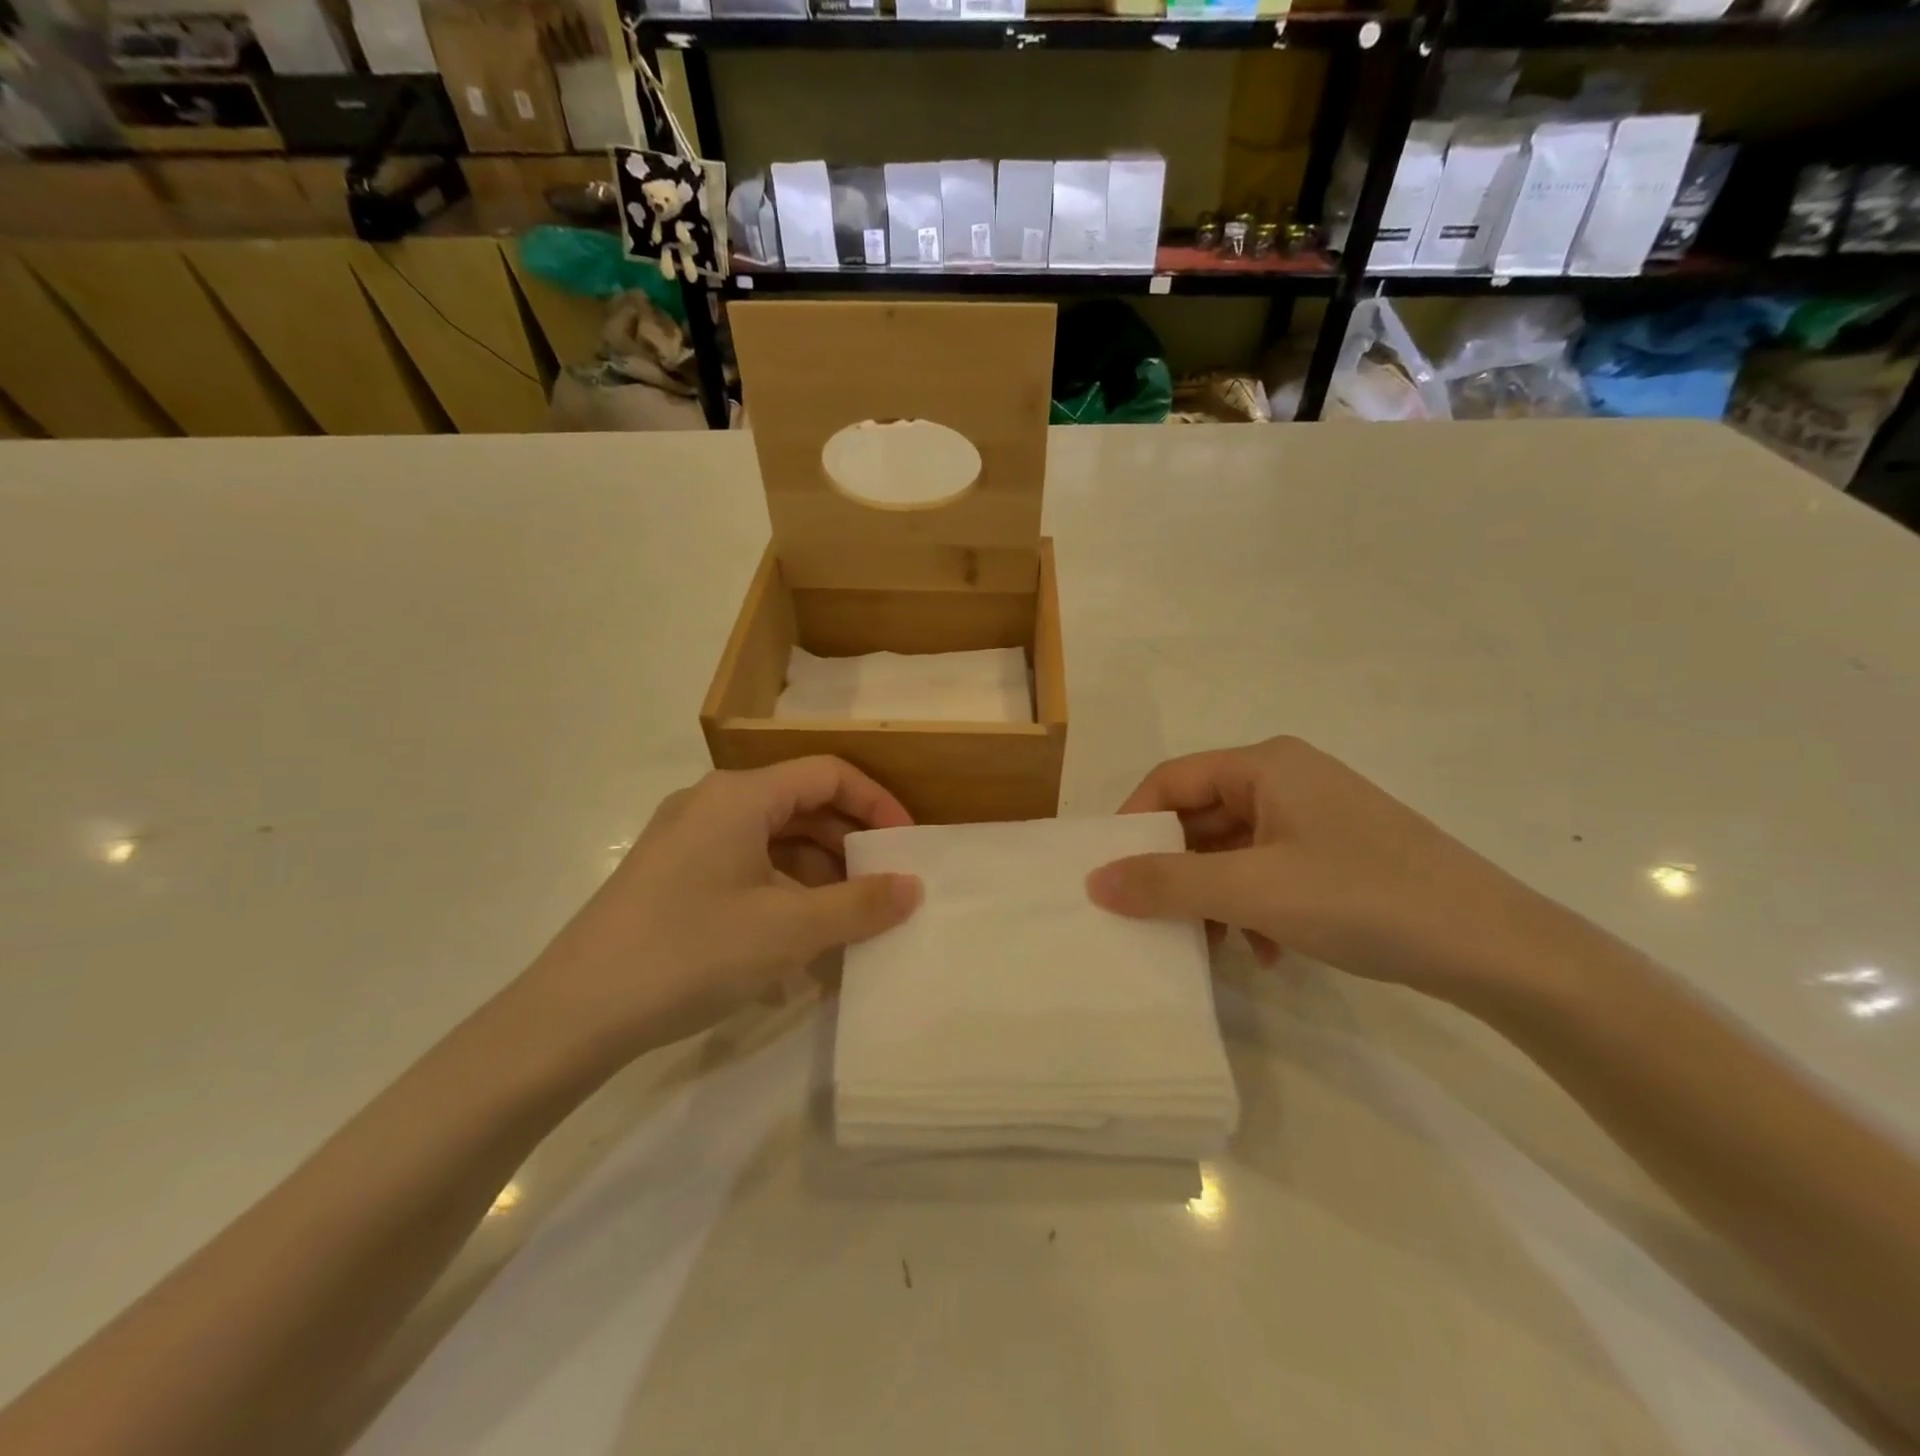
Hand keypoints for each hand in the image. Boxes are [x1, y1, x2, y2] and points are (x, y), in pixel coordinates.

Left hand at [522, 758, 921, 1057]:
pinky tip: (796, 945)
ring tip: (846, 924)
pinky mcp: (672, 877)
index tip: (905, 846)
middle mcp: (712, 803)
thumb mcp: (789, 930)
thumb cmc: (690, 952)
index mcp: (740, 795)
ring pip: (773, 841)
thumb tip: (913, 887)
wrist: (572, 1014)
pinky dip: (781, 895)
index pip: (828, 774)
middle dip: (848, 845)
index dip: (876, 803)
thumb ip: (861, 904)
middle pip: (801, 805)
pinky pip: (745, 869)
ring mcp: (687, 840)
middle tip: (882, 889)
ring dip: (817, 876)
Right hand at [1087, 737, 1566, 998]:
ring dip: (1214, 896)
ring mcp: (1315, 817)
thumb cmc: (1365, 899)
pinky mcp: (1337, 854)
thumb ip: (1168, 883)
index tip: (1109, 875)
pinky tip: (1267, 952)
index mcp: (1265, 765)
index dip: (1133, 824)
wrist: (1498, 948)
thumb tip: (1094, 882)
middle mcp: (1287, 779)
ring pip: (1234, 849)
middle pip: (1201, 816)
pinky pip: (1269, 871)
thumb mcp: (1254, 891)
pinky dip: (1254, 907)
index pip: (1171, 780)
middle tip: (1151, 918)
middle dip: (1176, 869)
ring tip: (1213, 945)